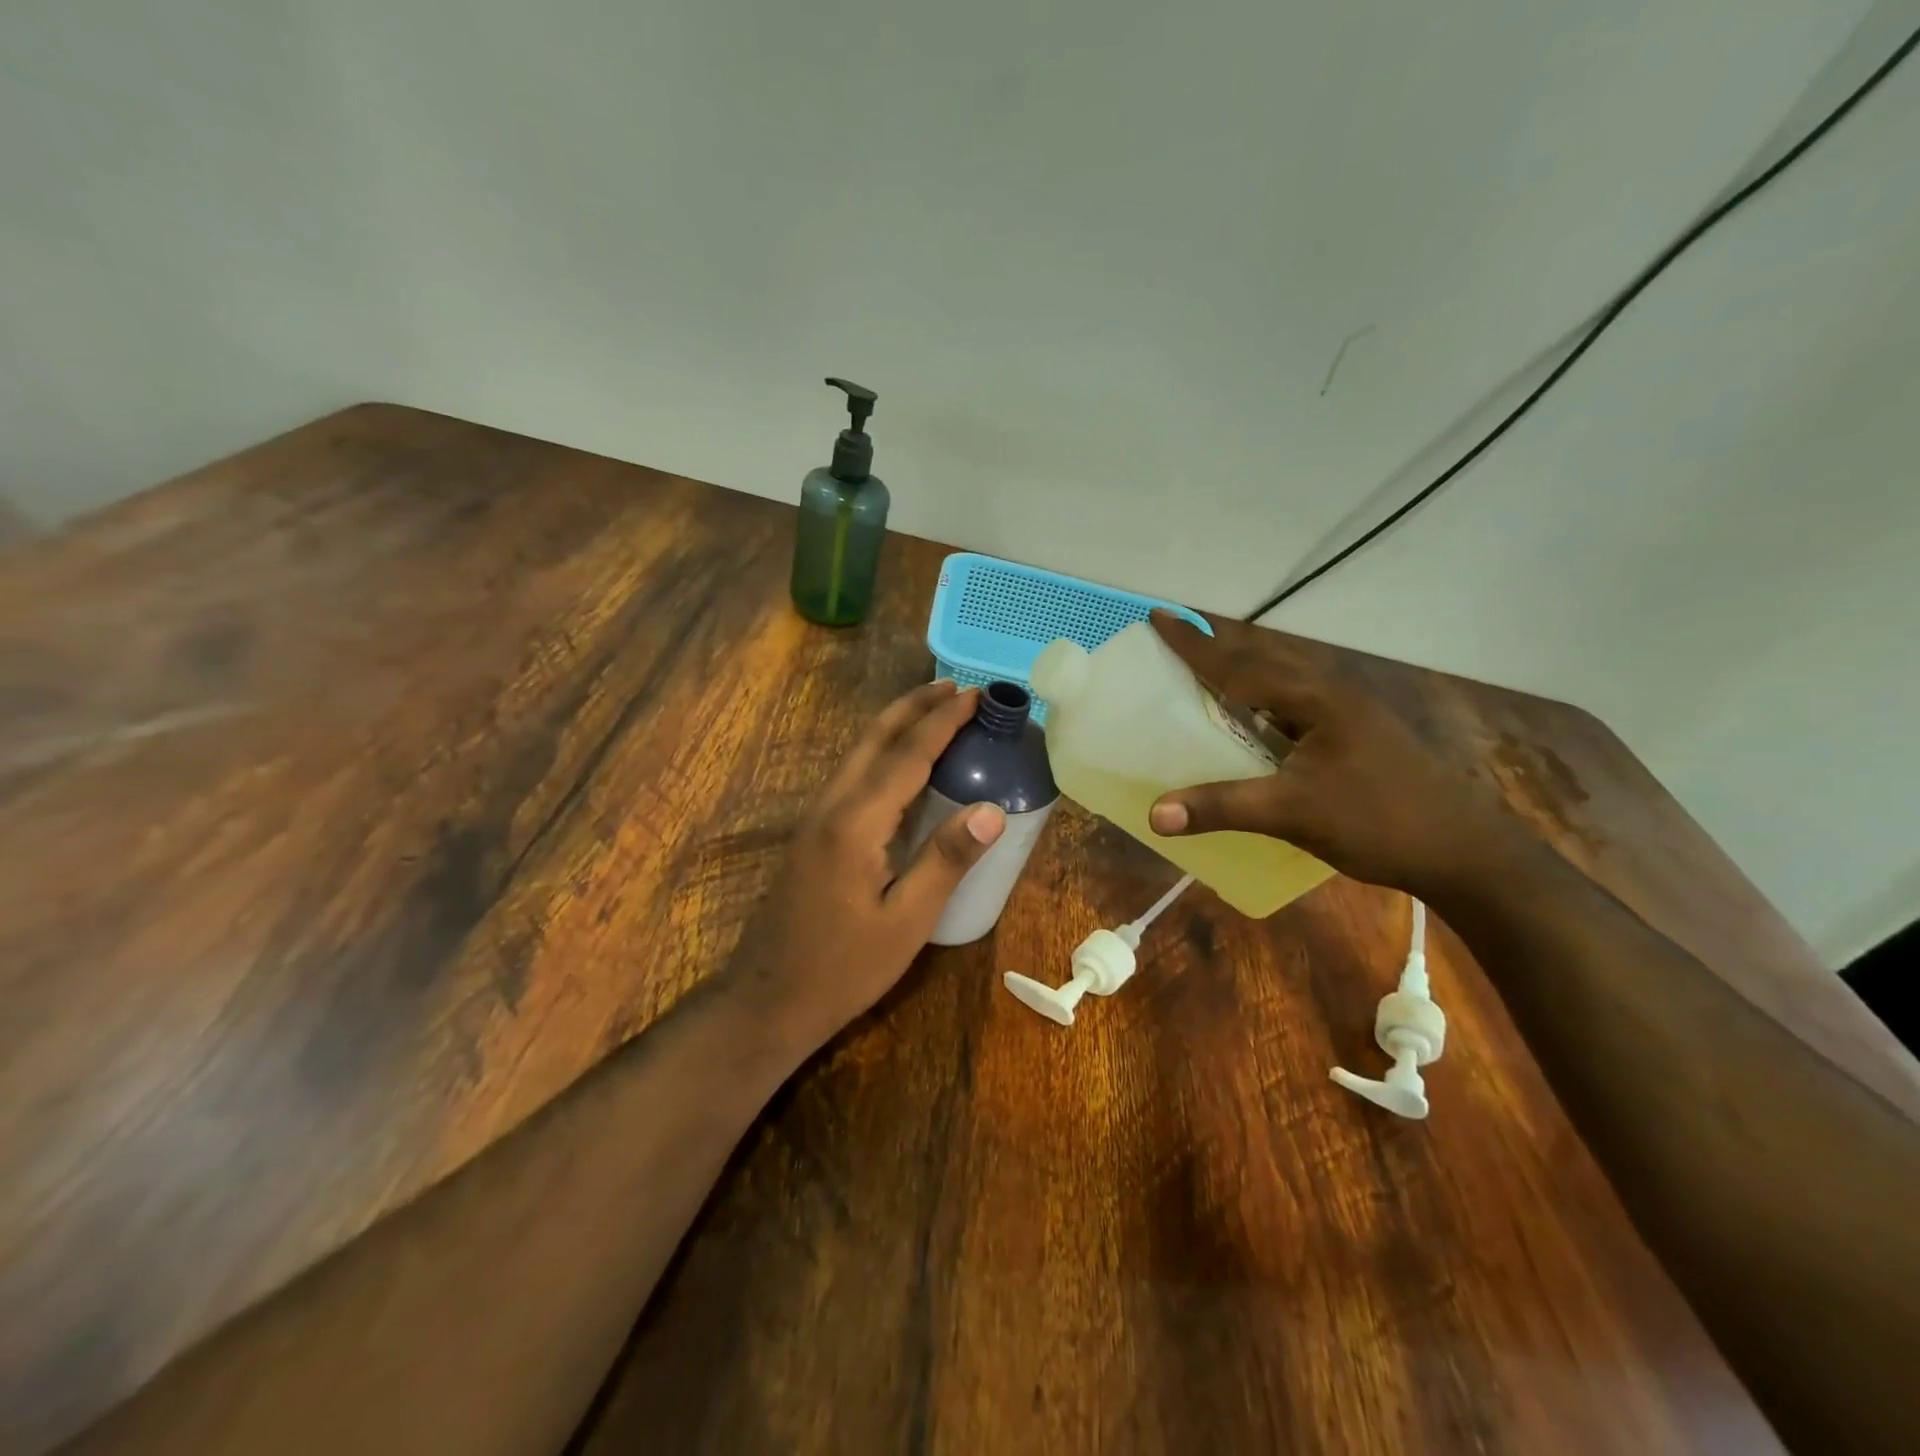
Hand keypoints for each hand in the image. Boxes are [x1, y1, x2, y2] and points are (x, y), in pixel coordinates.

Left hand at [727, 680, 1005, 1054]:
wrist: (767, 1000)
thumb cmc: (843, 968)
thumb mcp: (906, 921)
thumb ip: (946, 860)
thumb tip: (991, 809)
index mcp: (856, 822)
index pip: (907, 754)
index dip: (944, 721)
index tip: (977, 695)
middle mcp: (831, 806)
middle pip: (874, 738)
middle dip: (914, 706)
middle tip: (956, 687)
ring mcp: (815, 819)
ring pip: (858, 752)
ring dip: (896, 725)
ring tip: (933, 711)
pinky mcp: (812, 834)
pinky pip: (852, 775)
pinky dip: (882, 752)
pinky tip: (900, 765)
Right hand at [1146, 611, 1528, 897]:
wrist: (1464, 852)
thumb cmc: (1379, 823)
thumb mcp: (1294, 814)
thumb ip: (1223, 808)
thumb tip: (1154, 815)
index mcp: (1316, 698)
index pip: (1240, 664)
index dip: (1195, 642)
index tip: (1159, 616)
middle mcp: (1331, 693)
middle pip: (1263, 656)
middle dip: (1217, 644)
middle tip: (1176, 634)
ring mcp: (1348, 713)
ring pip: (1282, 677)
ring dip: (1242, 667)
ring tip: (1206, 666)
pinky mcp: (1355, 734)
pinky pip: (1294, 702)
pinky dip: (1261, 698)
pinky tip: (1252, 716)